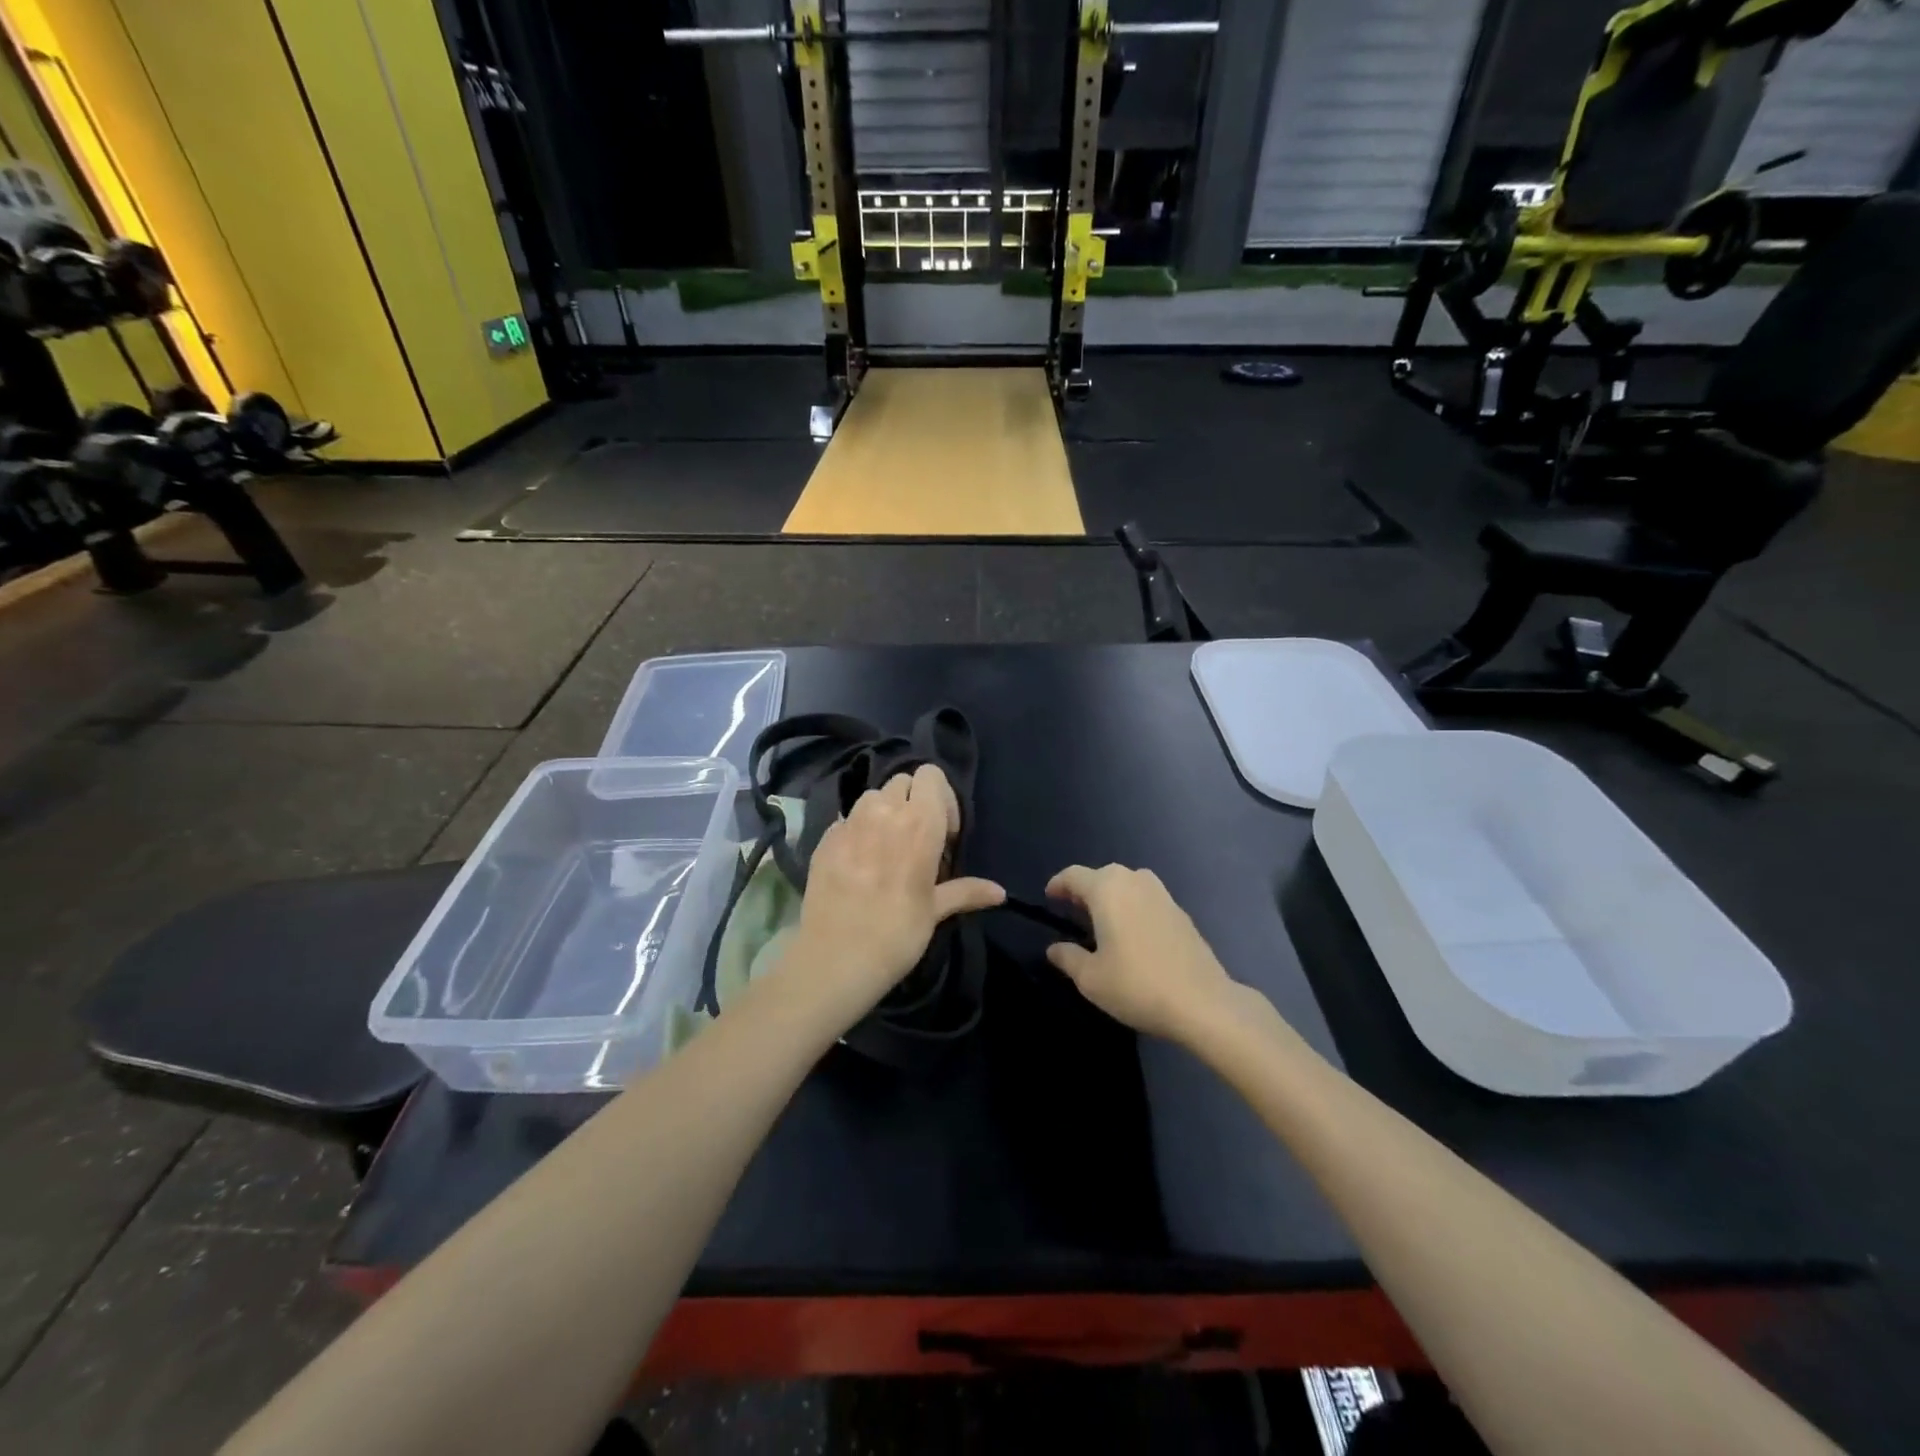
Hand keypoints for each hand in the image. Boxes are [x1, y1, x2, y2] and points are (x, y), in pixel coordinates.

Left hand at [787, 764, 1003, 1024]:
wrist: (835, 958)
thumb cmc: (897, 933)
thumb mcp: (935, 911)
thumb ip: (966, 891)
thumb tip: (1000, 892)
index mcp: (920, 822)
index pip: (931, 775)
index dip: (941, 798)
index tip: (944, 834)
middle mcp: (884, 811)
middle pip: (903, 781)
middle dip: (913, 802)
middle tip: (916, 839)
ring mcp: (850, 822)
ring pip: (873, 796)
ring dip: (884, 812)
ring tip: (886, 848)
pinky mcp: (825, 837)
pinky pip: (846, 819)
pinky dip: (857, 831)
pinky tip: (858, 863)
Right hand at [1045, 864, 1238, 1042]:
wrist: (1202, 1002)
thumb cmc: (1137, 985)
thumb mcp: (1091, 978)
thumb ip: (1068, 957)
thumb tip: (1055, 948)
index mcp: (1107, 889)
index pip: (1074, 875)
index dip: (1058, 885)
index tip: (1049, 898)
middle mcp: (1134, 881)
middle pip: (1102, 875)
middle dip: (1085, 890)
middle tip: (1073, 912)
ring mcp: (1162, 894)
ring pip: (1127, 884)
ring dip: (1111, 897)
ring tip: (1102, 922)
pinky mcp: (1180, 912)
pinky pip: (1146, 899)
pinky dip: (1133, 907)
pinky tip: (1132, 934)